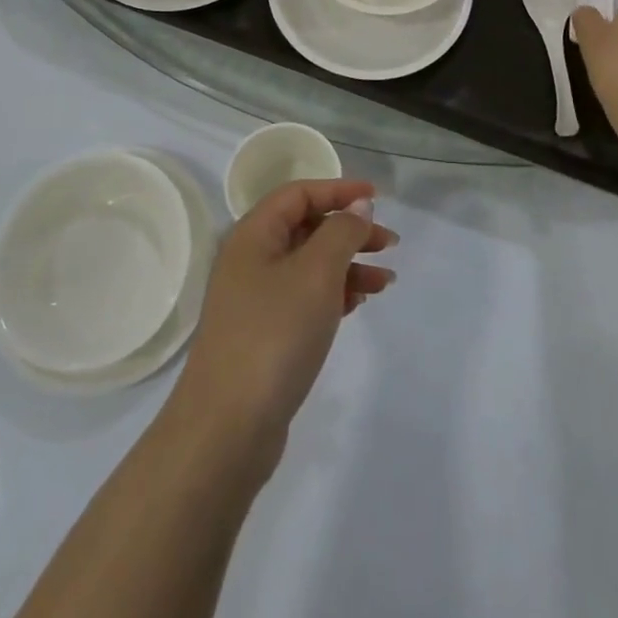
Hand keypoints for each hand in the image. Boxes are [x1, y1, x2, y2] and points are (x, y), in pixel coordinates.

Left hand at [170, 180, 396, 472]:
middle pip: (306, 228)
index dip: (338, 189)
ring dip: (348, 264)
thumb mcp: (316, 273)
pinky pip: (306, 297)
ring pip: (310, 265)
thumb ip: (341, 232)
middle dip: (349, 230)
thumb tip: (358, 206)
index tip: (377, 197)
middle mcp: (251, 260)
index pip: (299, 194)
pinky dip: (335, 293)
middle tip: (390, 242)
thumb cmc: (274, 334)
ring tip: (386, 280)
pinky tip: (360, 302)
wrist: (227, 428)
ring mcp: (256, 300)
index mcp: (254, 235)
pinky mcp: (265, 335)